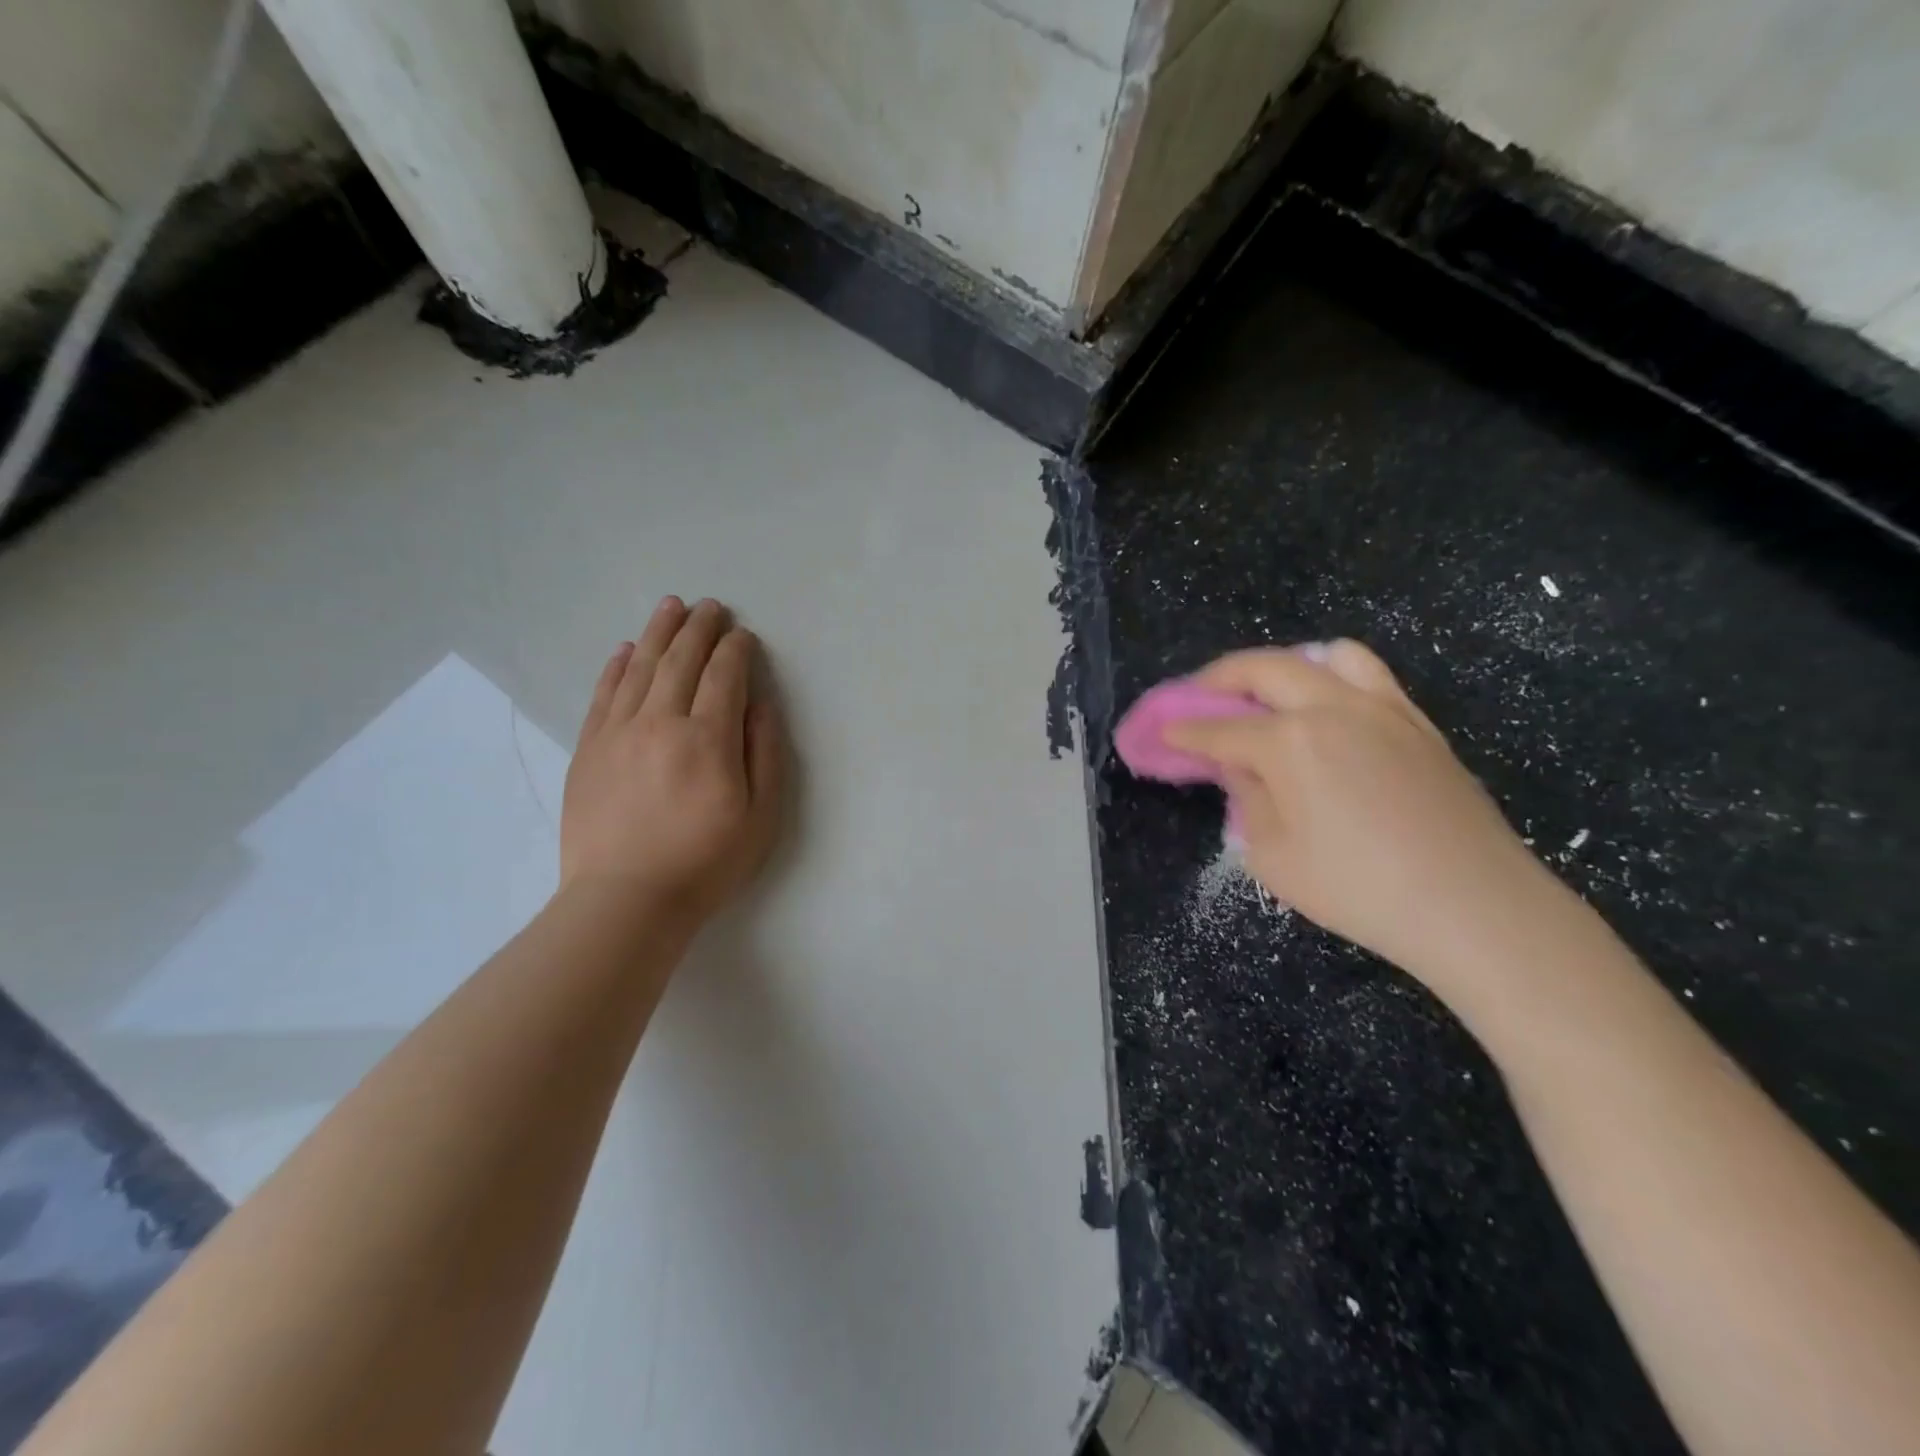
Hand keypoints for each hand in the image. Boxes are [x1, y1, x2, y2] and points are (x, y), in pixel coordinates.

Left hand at [561, 597, 785, 928]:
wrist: (625, 901)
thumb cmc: (705, 863)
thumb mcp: (761, 817)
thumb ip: (765, 754)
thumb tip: (759, 704)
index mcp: (708, 739)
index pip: (724, 676)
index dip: (737, 651)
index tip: (745, 636)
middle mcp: (661, 722)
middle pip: (681, 661)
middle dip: (700, 628)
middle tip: (711, 606)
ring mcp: (618, 733)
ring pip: (639, 668)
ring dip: (659, 633)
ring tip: (671, 606)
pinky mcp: (588, 749)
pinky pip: (603, 695)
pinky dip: (616, 667)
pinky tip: (624, 650)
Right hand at [1163, 641, 1575, 1001]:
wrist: (1474, 906)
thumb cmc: (1358, 889)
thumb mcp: (1272, 856)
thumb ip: (1246, 798)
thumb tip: (1240, 767)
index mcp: (1289, 741)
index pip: (1218, 728)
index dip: (1183, 731)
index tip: (1160, 732)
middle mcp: (1332, 707)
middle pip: (1263, 668)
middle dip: (1218, 678)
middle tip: (1199, 698)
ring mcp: (1381, 707)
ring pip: (1324, 656)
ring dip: (1283, 666)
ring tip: (1269, 694)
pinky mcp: (1416, 722)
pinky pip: (1369, 675)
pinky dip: (1333, 677)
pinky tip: (1326, 709)